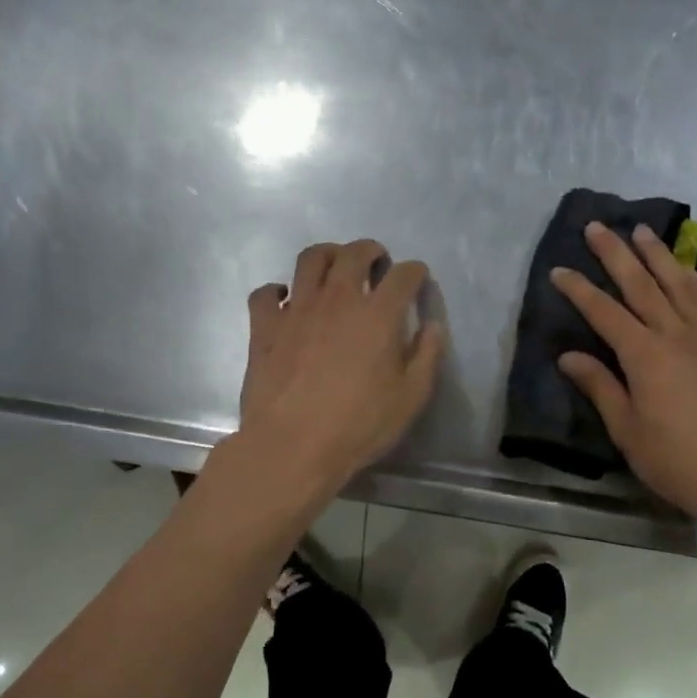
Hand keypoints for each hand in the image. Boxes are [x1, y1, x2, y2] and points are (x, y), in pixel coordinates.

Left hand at [237, 239, 444, 491]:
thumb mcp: (411, 397)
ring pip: (310, 259)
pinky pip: (265, 294)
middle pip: (354, 254)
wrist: (293, 446)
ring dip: (327, 255)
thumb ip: (427, 356)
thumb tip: (433, 327)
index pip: (403, 275)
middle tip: (375, 262)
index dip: (415, 272)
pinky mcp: (264, 327)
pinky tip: (285, 301)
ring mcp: (296, 309)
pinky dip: (276, 291)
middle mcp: (338, 299)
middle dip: (370, 251)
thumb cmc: (360, 425)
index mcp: (378, 314)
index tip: (417, 279)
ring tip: (334, 267)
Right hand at [552, 222, 696, 525]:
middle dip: (617, 254)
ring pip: (681, 286)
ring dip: (659, 256)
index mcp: (646, 356)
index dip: (580, 290)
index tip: (559, 269)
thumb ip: (599, 386)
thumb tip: (568, 355)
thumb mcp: (626, 429)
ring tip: (643, 232)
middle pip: (642, 286)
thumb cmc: (674, 460)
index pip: (605, 313)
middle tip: (598, 226)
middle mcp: (677, 336)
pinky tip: (689, 274)